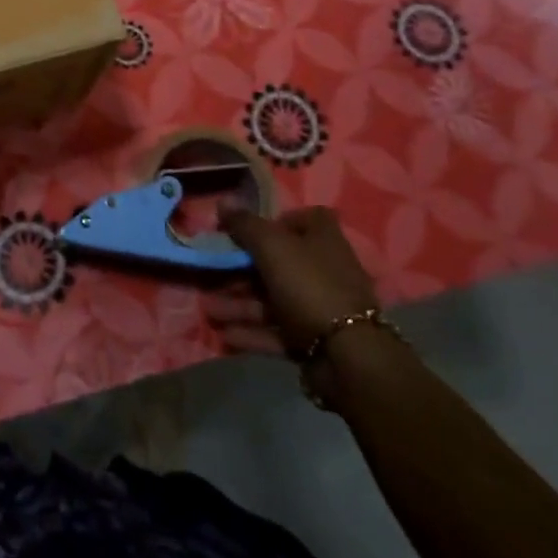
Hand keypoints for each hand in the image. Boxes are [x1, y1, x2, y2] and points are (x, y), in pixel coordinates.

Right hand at [203, 207, 379, 358]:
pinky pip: (277, 330)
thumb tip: (223, 201)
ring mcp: (319, 307)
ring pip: (272, 299)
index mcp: (323, 240)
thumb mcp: (271, 246)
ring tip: (209, 311)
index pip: (305, 219)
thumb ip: (244, 224)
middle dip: (241, 270)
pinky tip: (225, 335)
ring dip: (239, 304)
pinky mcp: (313, 339)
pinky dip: (253, 332)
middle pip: (278, 263)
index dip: (276, 221)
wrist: (348, 356)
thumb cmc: (309, 285)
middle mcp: (324, 270)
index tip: (247, 229)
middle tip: (212, 273)